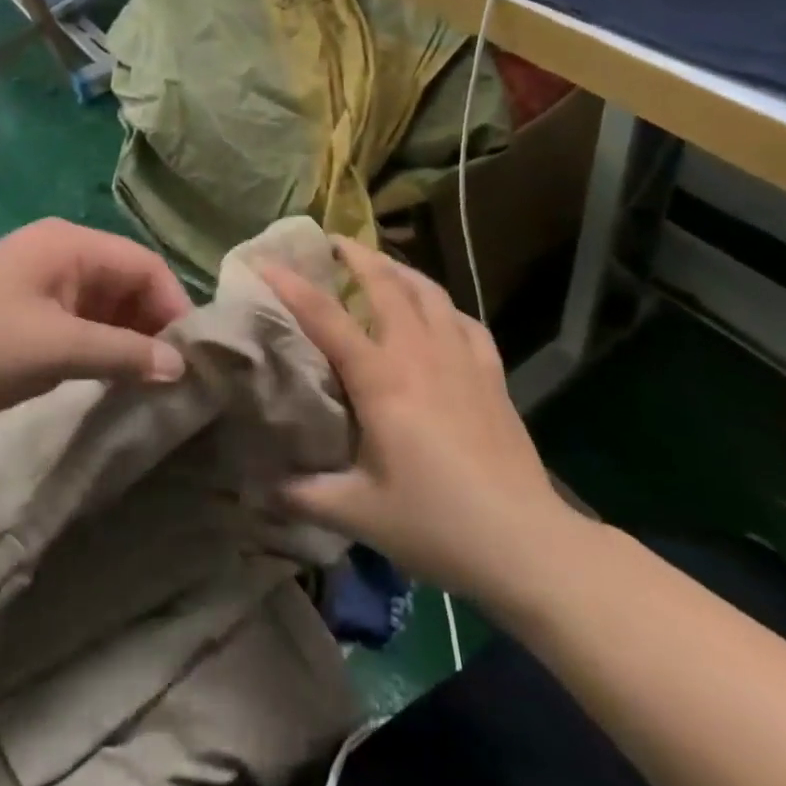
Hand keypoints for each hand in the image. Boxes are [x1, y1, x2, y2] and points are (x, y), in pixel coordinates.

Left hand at [0, 219, 191, 441]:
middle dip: (152, 322)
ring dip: (129, 336)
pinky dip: (103, 343)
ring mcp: (43, 280)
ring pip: (107, 302)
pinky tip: (116, 373)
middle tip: (173, 372)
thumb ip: (124, 354)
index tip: (191, 354)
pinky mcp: (31, 308)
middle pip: (127, 280)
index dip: (173, 304)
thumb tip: (181, 368)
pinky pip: (83, 319)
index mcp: (68, 243)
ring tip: (150, 378)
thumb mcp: (57, 350)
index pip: (143, 263)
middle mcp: (61, 251)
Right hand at [259, 238, 574, 597]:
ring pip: (429, 292)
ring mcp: (462, 358)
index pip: (326, 318)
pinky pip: (464, 320)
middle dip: (356, 255)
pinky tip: (438, 312)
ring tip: (381, 264)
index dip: (292, 286)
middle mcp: (420, 353)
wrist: (526, 543)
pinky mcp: (492, 374)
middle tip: (332, 243)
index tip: (266, 262)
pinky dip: (443, 305)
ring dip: (400, 269)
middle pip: (386, 284)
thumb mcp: (359, 514)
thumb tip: (259, 489)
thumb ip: (303, 496)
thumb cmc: (436, 524)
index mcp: (382, 378)